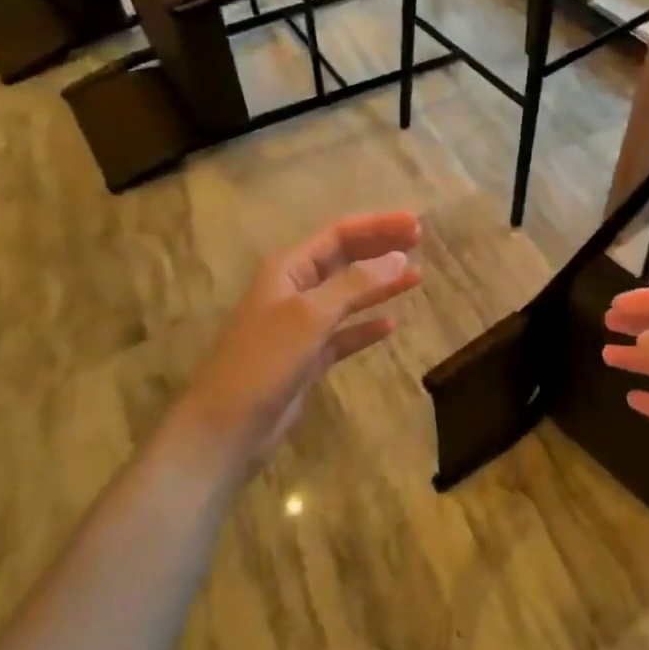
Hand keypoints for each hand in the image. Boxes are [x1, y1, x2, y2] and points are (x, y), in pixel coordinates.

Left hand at [173, 212, 422, 471]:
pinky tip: (390, 325)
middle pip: (344, 259)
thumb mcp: (312, 314)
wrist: (227, 425)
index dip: (378, 226)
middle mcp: (294, 289)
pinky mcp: (307, 357)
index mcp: (289, 268)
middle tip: (421, 241)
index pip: (339, 235)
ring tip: (416, 276)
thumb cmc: (266, 359)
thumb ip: (357, 283)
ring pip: (348, 295)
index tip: (416, 224)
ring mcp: (300, 325)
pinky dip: (365, 327)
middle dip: (381, 248)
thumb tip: (400, 257)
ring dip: (380, 285)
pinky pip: (343, 334)